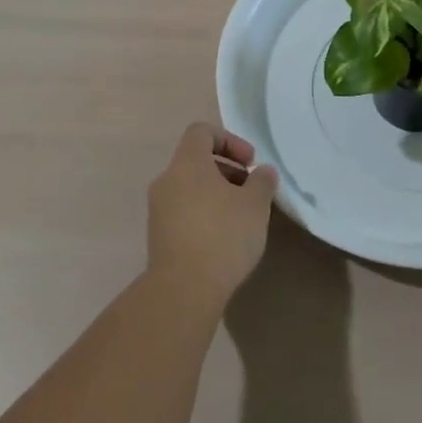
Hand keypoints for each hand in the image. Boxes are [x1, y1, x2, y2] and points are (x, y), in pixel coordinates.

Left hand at [147, 123, 277, 306]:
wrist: (183, 290)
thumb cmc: (222, 235)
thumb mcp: (255, 205)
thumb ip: (262, 181)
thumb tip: (263, 172)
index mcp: (187, 163)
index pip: (202, 131)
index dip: (229, 140)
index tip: (250, 163)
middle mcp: (167, 180)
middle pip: (196, 161)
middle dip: (227, 171)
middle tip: (250, 192)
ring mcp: (158, 210)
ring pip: (190, 188)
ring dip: (216, 194)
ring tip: (241, 218)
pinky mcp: (158, 236)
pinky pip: (183, 212)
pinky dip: (204, 215)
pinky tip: (224, 240)